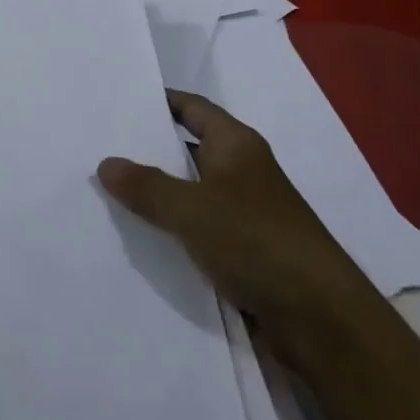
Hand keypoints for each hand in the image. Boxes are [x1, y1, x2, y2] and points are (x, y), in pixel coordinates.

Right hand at [97, 90, 380, 363]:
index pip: (192, 108)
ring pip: (191, 192)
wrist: (319, 318)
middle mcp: (242, 171)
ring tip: (107, 190)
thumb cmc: (256, 241)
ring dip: (158, 193)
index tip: (120, 101)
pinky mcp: (244, 250)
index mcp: (236, 145)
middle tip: (100, 146)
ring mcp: (244, 212)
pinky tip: (138, 236)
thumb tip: (106, 163)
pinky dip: (172, 228)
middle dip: (148, 149)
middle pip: (188, 149)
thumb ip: (146, 186)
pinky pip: (198, 228)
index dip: (159, 101)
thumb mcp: (191, 208)